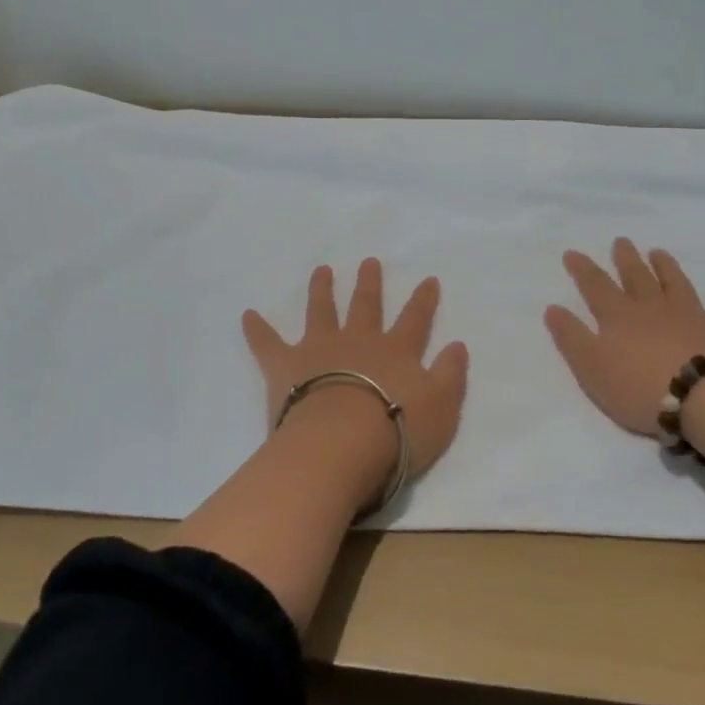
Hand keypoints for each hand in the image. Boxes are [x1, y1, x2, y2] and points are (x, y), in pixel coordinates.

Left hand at [243, 259, 469, 480]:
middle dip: (369, 283)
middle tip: (368, 261)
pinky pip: (267, 343)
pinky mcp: (286, 365)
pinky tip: (246, 315)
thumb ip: (450, 375)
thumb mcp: (442, 408)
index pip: (415, 319)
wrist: (342, 443)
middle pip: (365, 305)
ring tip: (321, 270)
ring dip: (321, 290)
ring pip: (321, 311)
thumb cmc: (397, 430)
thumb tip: (458, 345)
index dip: (423, 300)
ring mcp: (320, 349)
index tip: (428, 280)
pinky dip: (257, 329)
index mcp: (396, 351)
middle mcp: (358, 341)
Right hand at [544, 239, 704, 436]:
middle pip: (637, 277)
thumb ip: (572, 337)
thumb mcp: (591, 367)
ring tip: (659, 252)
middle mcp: (653, 307)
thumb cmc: (641, 387)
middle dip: (626, 259)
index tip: (572, 253)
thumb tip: (553, 308)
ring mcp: (691, 316)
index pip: (595, 286)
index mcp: (619, 316)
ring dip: (667, 267)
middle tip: (621, 241)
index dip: (582, 269)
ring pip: (676, 284)